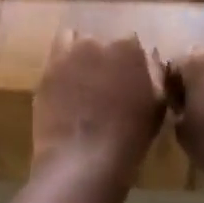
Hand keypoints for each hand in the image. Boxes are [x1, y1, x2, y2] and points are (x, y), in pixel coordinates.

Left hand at [32, 32, 165, 187]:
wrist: (82, 161)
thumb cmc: (129, 137)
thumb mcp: (157, 106)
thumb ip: (155, 75)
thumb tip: (150, 58)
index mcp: (127, 48)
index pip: (130, 42)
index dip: (130, 61)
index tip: (130, 79)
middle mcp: (96, 42)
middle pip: (101, 41)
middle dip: (104, 57)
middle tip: (106, 83)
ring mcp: (67, 55)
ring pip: (74, 42)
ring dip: (79, 55)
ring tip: (82, 81)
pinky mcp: (46, 72)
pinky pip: (55, 59)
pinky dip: (61, 67)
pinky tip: (65, 88)